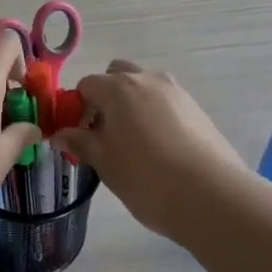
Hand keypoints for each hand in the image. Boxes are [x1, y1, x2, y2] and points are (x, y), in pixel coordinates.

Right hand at [53, 60, 244, 239]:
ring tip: (134, 143)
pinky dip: (155, 114)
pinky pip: (165, 102)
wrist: (211, 195)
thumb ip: (80, 143)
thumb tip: (60, 134)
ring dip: (132, 104)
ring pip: (144, 87)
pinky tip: (159, 148)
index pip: (86, 85)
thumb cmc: (146, 178)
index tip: (80, 136)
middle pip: (116, 75)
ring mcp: (175, 91)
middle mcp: (146, 79)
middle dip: (106, 97)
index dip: (77, 109)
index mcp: (117, 87)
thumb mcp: (105, 163)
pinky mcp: (196, 108)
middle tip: (105, 134)